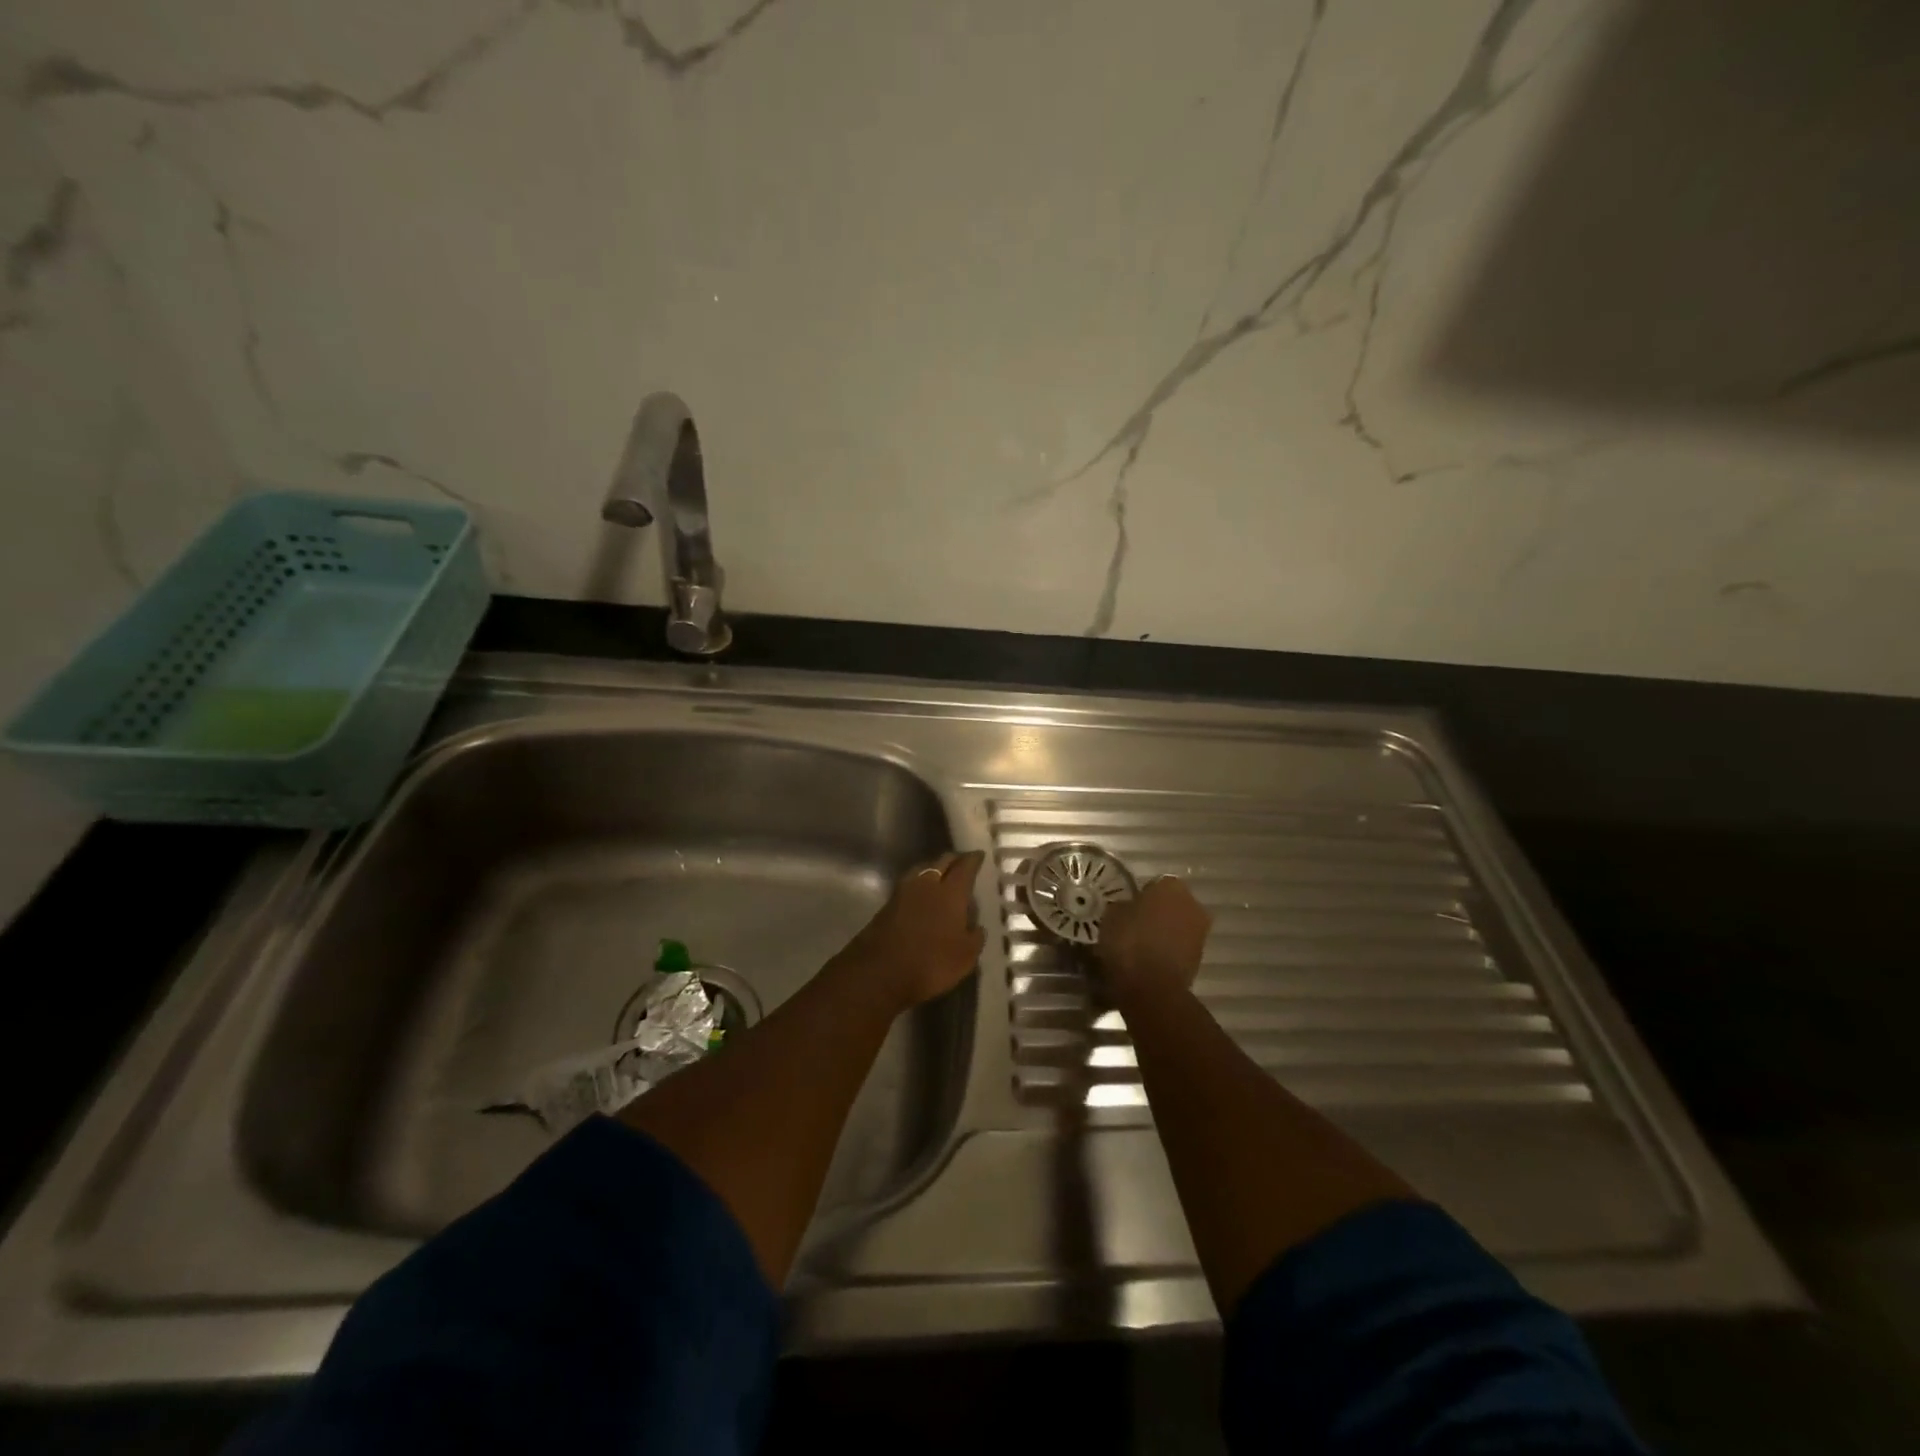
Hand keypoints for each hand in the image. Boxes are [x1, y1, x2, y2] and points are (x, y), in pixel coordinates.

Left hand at [830, 851, 985, 1012]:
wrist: (878, 972)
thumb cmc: (930, 963)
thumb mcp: (965, 957)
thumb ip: (975, 938)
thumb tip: (977, 927)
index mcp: (950, 892)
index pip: (965, 867)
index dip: (974, 859)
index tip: (979, 855)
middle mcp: (927, 884)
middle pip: (942, 862)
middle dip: (954, 859)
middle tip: (963, 862)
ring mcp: (903, 892)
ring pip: (923, 870)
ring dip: (934, 869)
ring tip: (942, 875)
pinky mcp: (888, 904)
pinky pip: (910, 885)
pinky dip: (920, 884)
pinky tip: (923, 895)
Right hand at [1098, 876, 1210, 995]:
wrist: (1152, 988)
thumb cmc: (1129, 942)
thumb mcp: (1112, 916)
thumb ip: (1123, 906)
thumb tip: (1128, 907)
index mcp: (1172, 886)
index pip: (1155, 884)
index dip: (1141, 896)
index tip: (1128, 908)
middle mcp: (1192, 904)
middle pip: (1171, 904)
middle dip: (1157, 912)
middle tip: (1135, 925)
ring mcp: (1200, 932)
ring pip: (1178, 925)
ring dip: (1164, 932)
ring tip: (1141, 945)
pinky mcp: (1200, 958)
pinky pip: (1180, 946)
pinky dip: (1168, 950)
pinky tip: (1150, 960)